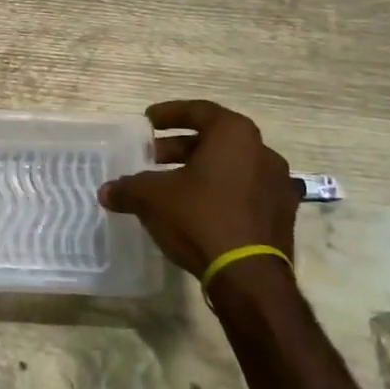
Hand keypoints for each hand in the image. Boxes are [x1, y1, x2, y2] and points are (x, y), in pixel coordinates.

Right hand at [99, 100, 300, 277]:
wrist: (249, 277)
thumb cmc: (200, 218)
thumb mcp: (152, 198)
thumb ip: (128, 188)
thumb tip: (107, 192)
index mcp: (235, 135)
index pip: (199, 111)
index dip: (170, 114)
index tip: (148, 121)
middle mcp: (262, 152)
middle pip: (215, 140)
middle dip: (180, 147)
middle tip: (153, 157)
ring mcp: (277, 185)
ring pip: (231, 166)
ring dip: (201, 170)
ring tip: (171, 185)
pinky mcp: (282, 216)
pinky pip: (245, 192)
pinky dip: (220, 192)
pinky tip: (197, 209)